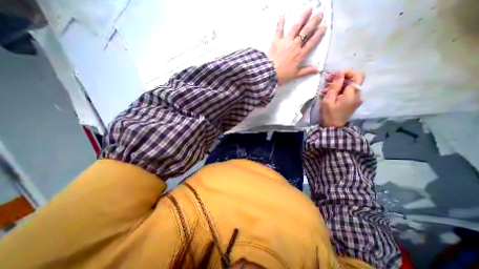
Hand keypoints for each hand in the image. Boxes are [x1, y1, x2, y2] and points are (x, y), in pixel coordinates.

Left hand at [268, 8, 327, 84]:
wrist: (269, 73)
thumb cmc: (282, 75)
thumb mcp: (295, 75)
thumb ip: (306, 71)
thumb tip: (317, 70)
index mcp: (300, 55)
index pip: (312, 42)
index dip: (318, 34)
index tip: (324, 26)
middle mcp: (295, 46)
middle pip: (306, 32)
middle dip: (313, 22)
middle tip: (320, 13)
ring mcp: (286, 42)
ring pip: (296, 28)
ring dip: (302, 18)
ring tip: (308, 9)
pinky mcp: (276, 41)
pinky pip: (279, 31)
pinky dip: (280, 24)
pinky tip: (282, 17)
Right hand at [320, 70, 365, 128]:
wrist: (333, 127)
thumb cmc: (329, 114)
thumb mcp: (328, 100)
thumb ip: (335, 86)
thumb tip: (340, 73)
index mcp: (352, 94)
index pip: (357, 75)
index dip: (347, 72)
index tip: (334, 75)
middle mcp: (358, 95)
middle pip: (353, 80)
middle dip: (340, 78)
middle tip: (327, 82)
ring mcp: (356, 99)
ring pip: (350, 85)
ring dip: (338, 85)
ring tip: (325, 90)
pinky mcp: (353, 102)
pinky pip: (348, 91)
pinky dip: (340, 90)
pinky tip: (330, 94)